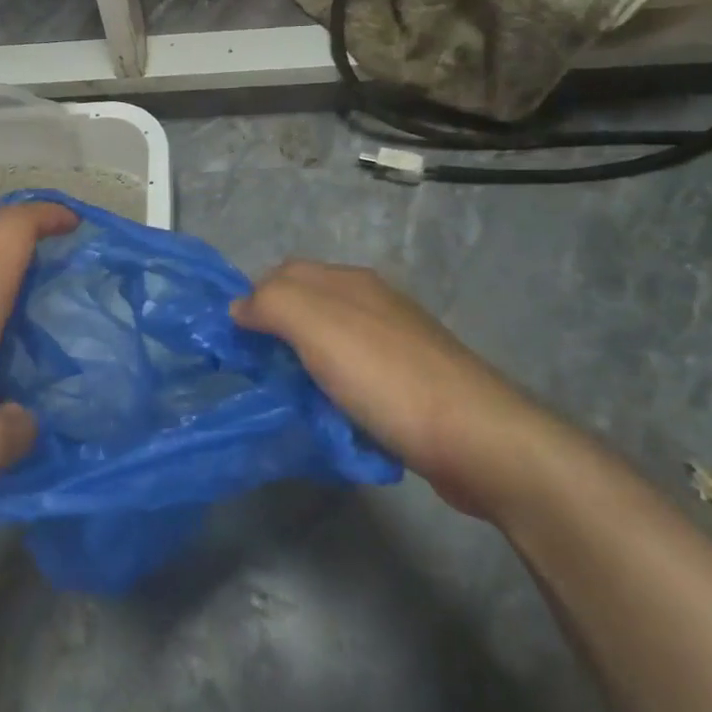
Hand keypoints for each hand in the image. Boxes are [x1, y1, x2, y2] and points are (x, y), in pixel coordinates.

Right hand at [233, 261, 559, 518]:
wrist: (477, 438)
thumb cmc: (386, 377)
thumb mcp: (316, 327)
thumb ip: (272, 304)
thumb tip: (239, 307)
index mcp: (350, 283)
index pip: (284, 273)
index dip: (253, 299)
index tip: (235, 342)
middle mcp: (373, 303)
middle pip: (307, 308)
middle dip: (276, 335)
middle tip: (257, 373)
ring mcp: (396, 344)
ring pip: (330, 345)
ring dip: (305, 367)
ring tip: (290, 399)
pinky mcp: (411, 384)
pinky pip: (356, 377)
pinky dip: (335, 391)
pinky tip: (333, 417)